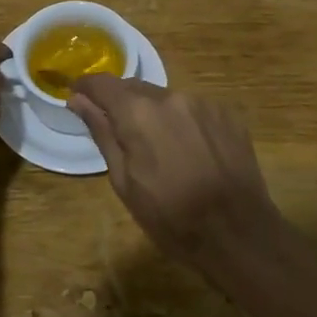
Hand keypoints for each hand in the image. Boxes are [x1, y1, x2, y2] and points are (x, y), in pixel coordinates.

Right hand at [68, 77, 283, 272]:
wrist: (238, 234)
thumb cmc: (171, 217)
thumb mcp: (124, 182)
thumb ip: (102, 133)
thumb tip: (78, 100)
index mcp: (138, 113)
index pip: (102, 83)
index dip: (86, 88)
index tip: (78, 98)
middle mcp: (170, 96)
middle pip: (135, 88)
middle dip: (122, 104)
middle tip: (120, 135)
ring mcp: (202, 102)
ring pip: (165, 98)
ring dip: (155, 114)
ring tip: (160, 149)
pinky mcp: (227, 113)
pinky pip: (193, 109)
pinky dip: (183, 122)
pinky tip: (190, 152)